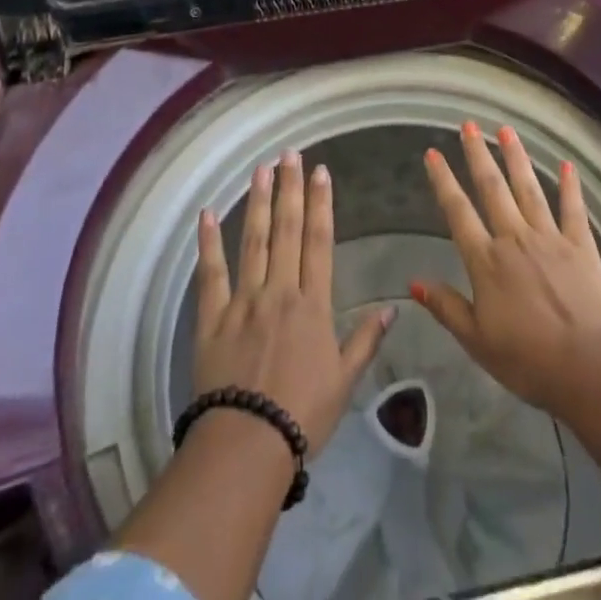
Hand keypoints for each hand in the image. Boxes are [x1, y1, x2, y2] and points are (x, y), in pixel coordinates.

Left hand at [193, 151, 391, 455]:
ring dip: (257, 202)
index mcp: (312, 303)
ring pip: (253, 241)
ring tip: (261, 169)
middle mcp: (279, 291)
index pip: (318, 241)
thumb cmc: (302, 415)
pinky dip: (209, 243)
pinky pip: (211, 274)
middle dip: (290, 188)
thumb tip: (393, 307)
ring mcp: (243, 300)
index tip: (321, 172)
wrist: (247, 445)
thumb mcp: (344, 380)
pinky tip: (207, 214)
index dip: (320, 204)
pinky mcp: (212, 318)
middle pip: (285, 230)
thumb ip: (366, 340)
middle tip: (290, 153)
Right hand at [411, 123, 600, 411]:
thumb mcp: (477, 341)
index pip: (458, 212)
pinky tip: (568, 165)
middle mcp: (515, 238)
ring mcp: (550, 237)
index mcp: (486, 261)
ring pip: (528, 189)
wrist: (589, 366)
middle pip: (492, 188)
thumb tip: (413, 282)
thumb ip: (447, 307)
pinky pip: (573, 209)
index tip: (433, 153)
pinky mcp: (581, 245)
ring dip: (516, 158)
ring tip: (506, 130)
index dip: (444, 181)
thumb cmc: (528, 360)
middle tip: (469, 125)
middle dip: (478, 154)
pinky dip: (570, 186)